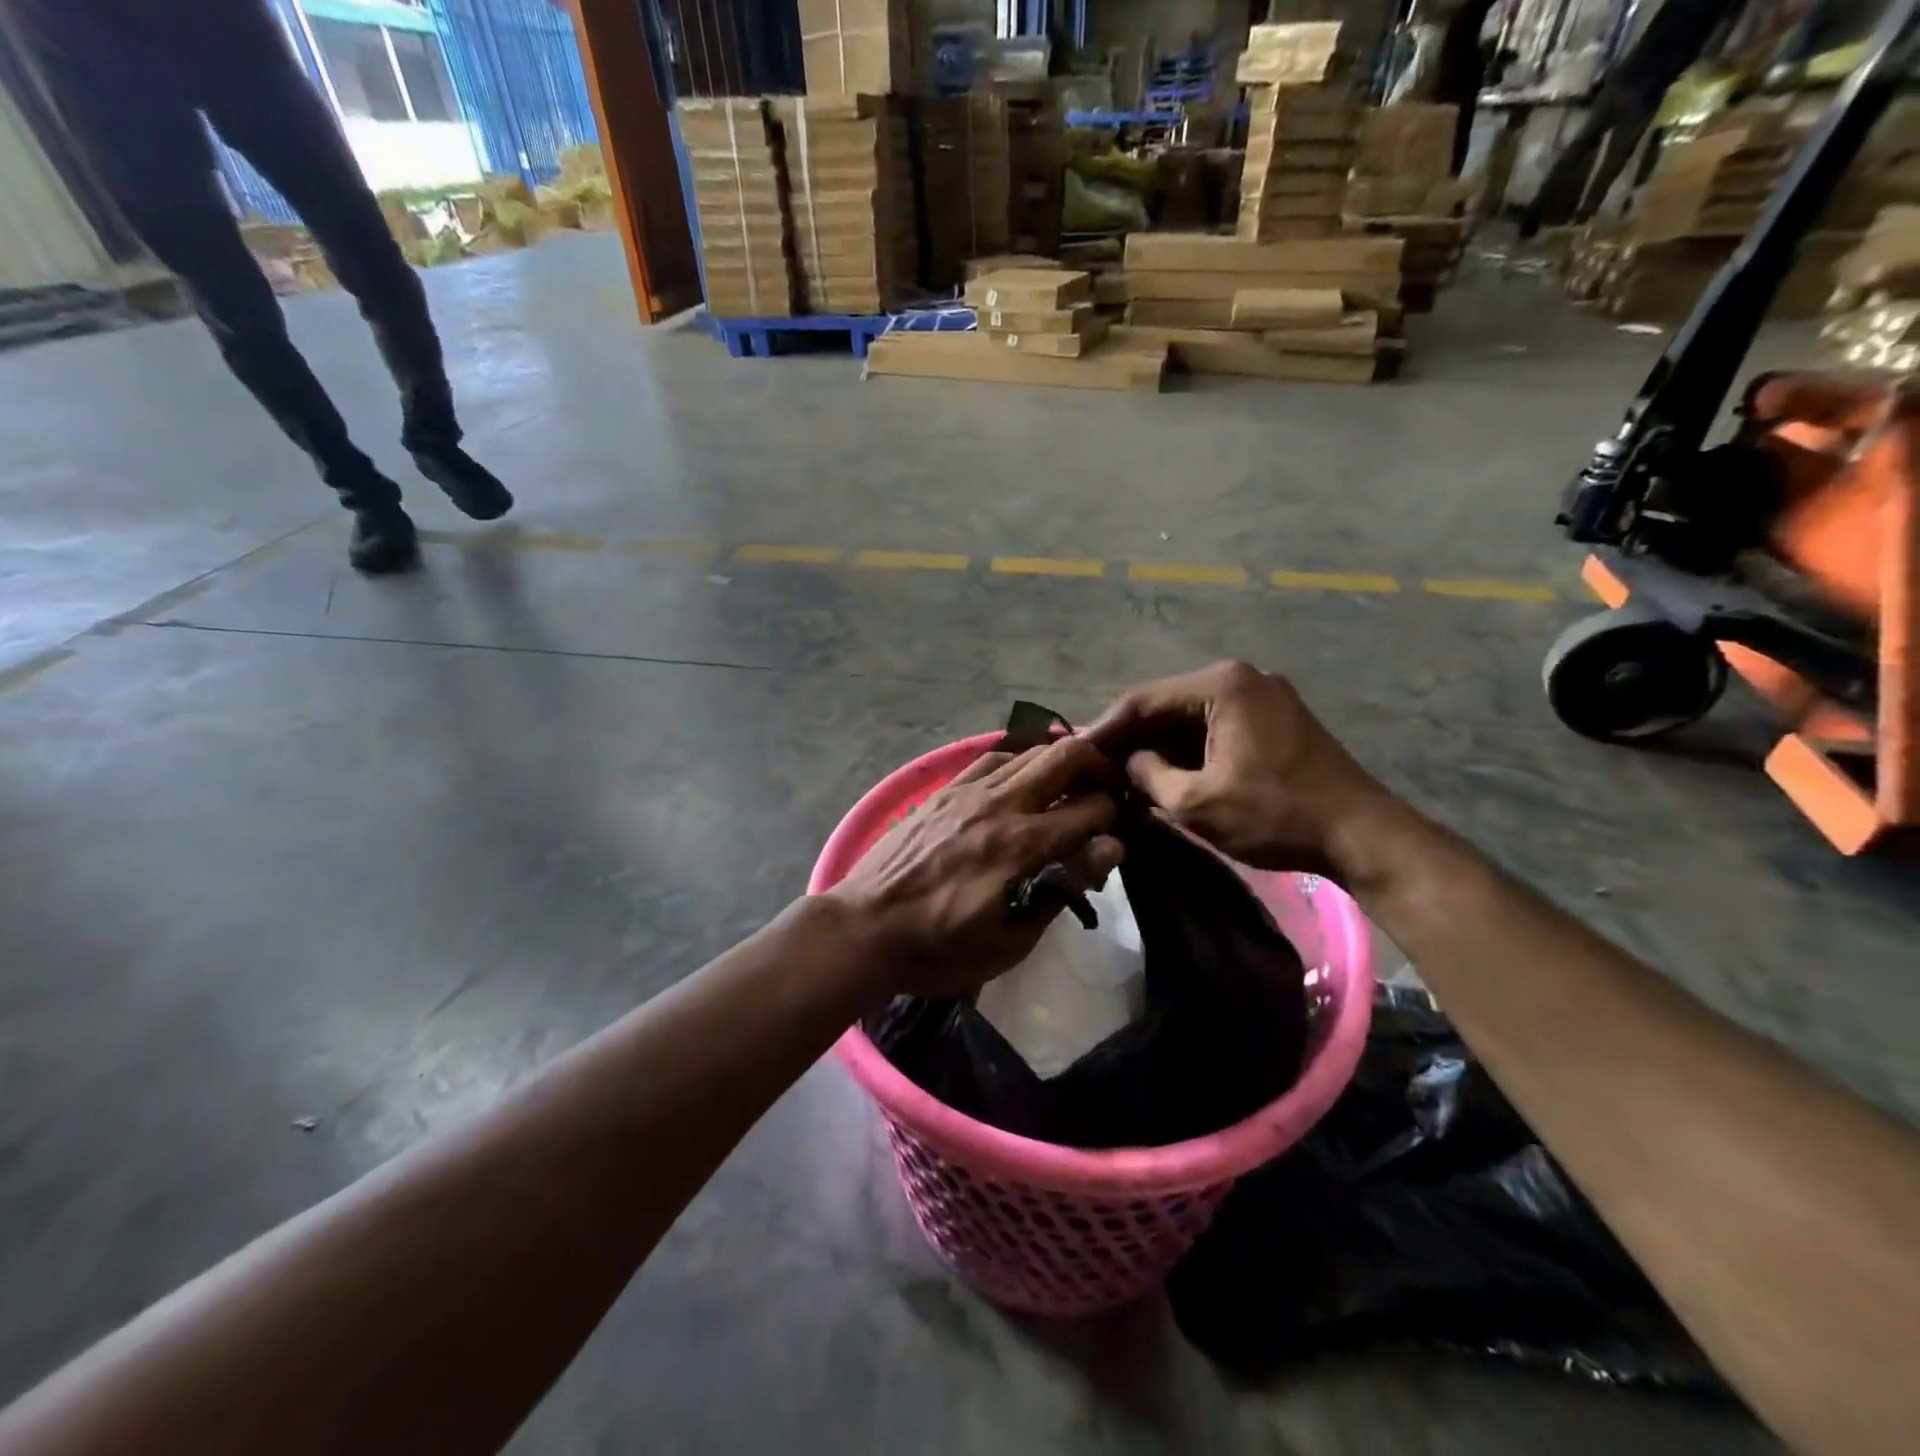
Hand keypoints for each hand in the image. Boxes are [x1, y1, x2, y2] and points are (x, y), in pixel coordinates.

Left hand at [829, 737, 1124, 1000]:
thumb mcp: (1010, 941)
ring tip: (1070, 779)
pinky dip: (1018, 760)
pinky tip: (1021, 777)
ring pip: (1029, 750)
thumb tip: (1108, 848)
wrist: (864, 927)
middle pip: (1064, 756)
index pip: (1091, 809)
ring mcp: (969, 791)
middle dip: (1097, 764)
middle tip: (1106, 786)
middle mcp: (1001, 805)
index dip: (1114, 815)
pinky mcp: (944, 790)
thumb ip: (1061, 889)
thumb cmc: (940, 948)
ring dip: (1060, 759)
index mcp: (1023, 846)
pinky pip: (992, 759)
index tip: (1116, 828)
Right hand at [1087, 661, 1392, 879]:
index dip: (1105, 728)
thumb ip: (1149, 775)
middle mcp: (1240, 677)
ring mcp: (1261, 696)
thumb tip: (1127, 763)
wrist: (1362, 834)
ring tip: (1121, 774)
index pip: (1143, 699)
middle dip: (1130, 737)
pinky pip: (1214, 727)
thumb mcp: (1197, 802)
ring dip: (1157, 745)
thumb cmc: (1275, 814)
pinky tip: (1164, 773)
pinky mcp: (1273, 719)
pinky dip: (1187, 749)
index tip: (1074, 753)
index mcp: (1220, 684)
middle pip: (1166, 704)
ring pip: (1189, 717)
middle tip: (1095, 767)